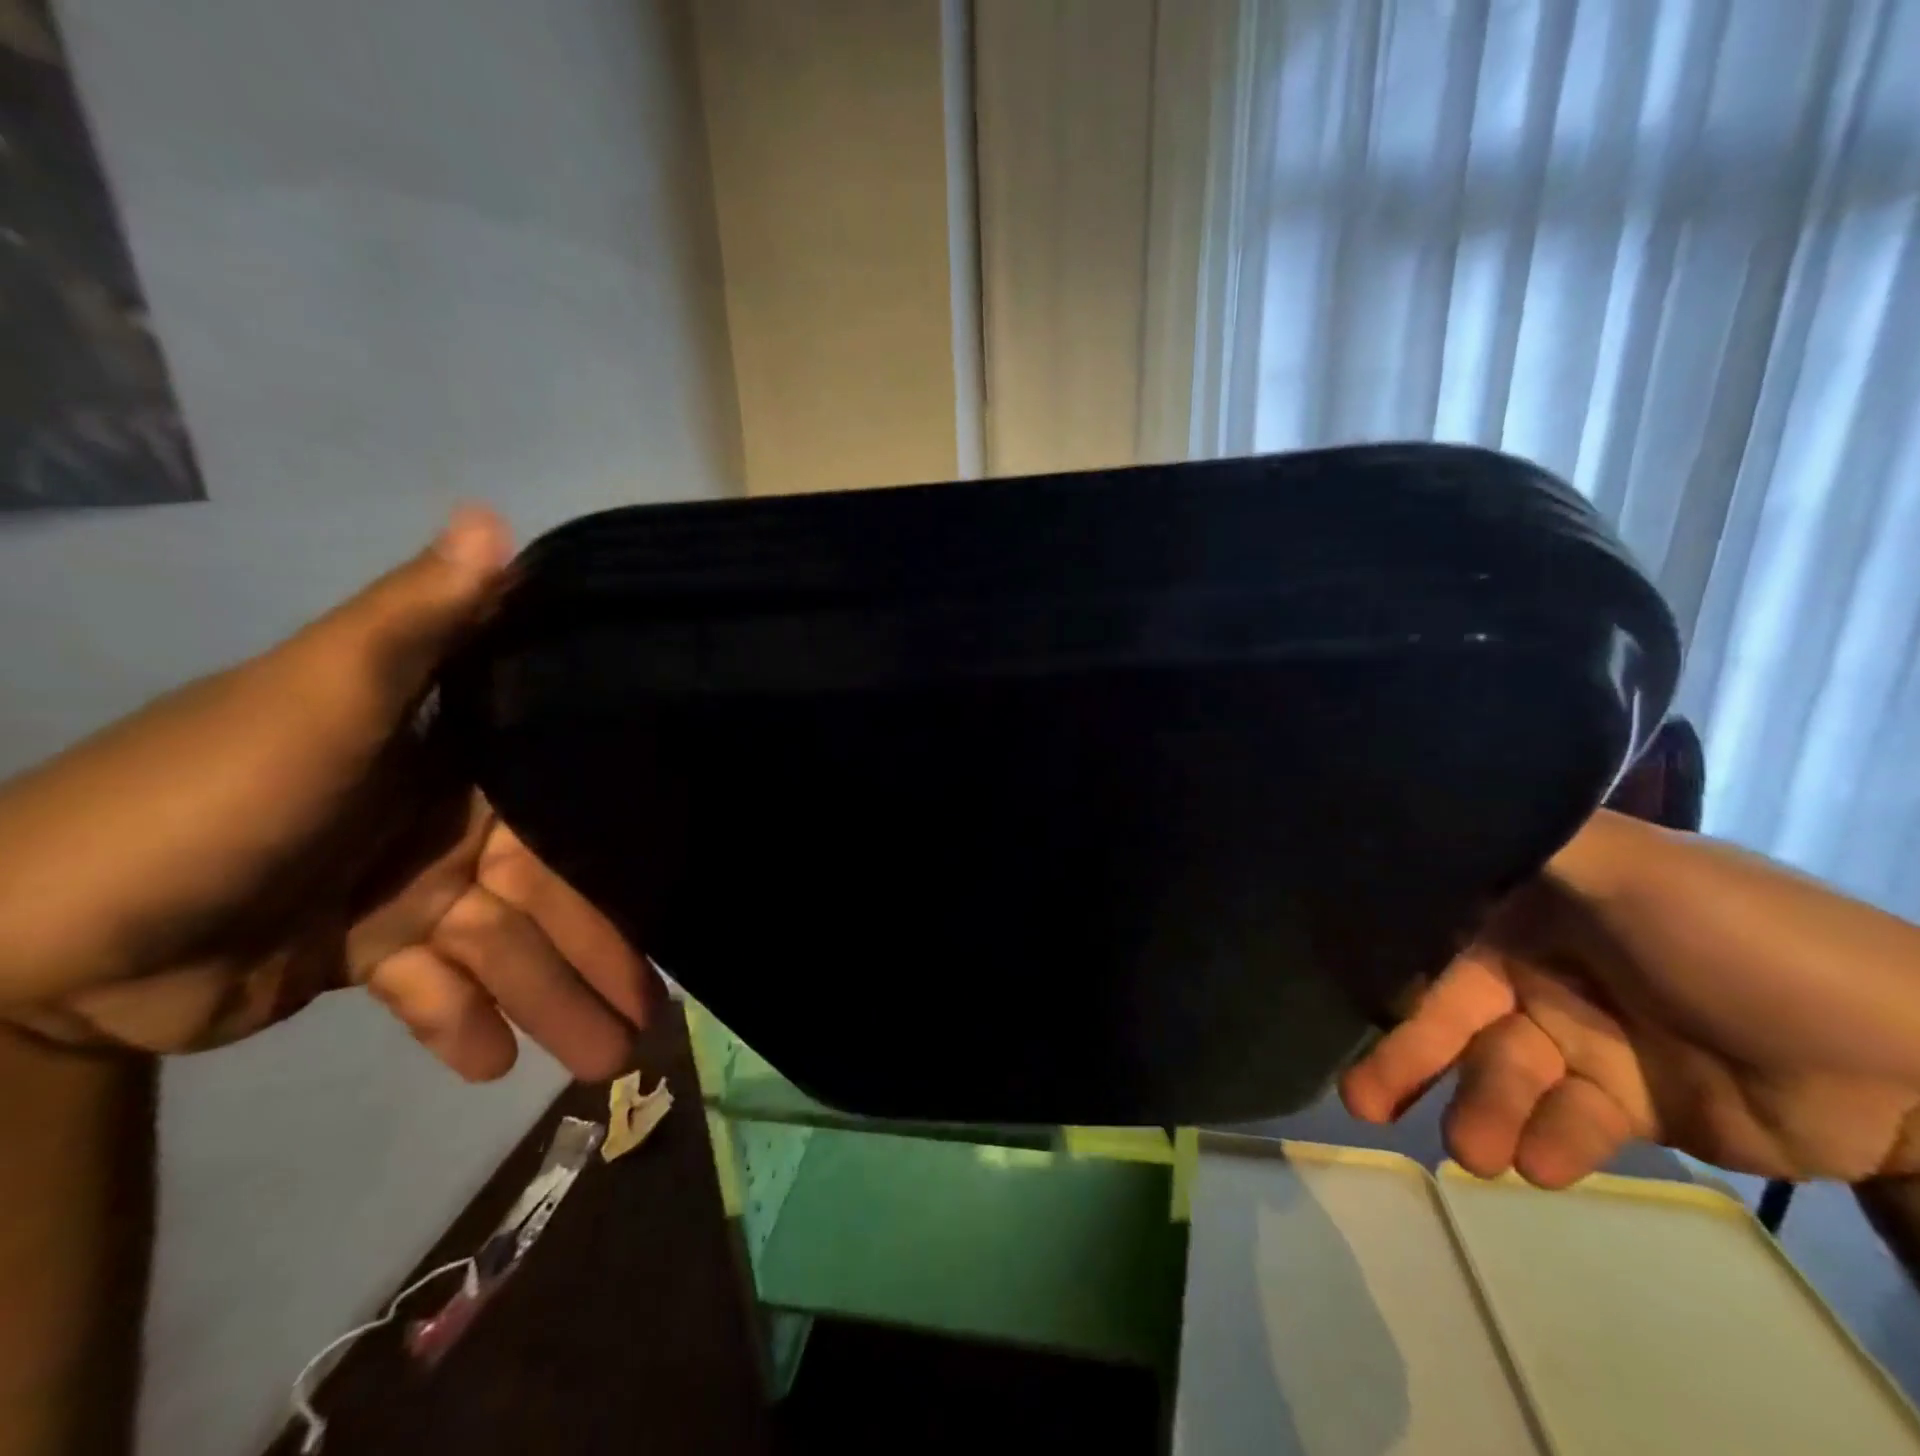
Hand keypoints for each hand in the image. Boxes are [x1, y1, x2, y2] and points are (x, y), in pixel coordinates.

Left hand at [0, 509, 656, 1080]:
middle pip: (546, 896)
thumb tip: (496, 518)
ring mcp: (407, 890)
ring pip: (502, 952)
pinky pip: (432, 991)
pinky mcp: (363, 953)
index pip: (567, 808)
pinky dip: (461, 1025)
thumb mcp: (322, 693)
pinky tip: (491, 1069)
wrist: (27, 935)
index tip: (677, 899)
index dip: (622, 853)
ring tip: (602, 1067)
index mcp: (457, 758)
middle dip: (596, 959)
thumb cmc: (210, 797)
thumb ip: (417, 619)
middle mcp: (448, 820)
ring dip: (549, 1007)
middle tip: (647, 1029)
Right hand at [1341, 810, 1919, 1186]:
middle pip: (1454, 1012)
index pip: (1436, 929)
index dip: (1387, 961)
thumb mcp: (1636, 868)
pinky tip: (1547, 1167)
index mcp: (1532, 905)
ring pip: (1504, 1073)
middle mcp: (1541, 965)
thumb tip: (1422, 798)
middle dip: (1409, 1057)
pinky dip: (1554, 1144)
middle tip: (1361, 1104)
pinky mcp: (1624, 1102)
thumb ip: (1529, 839)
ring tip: (1479, 1158)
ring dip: (1484, 1113)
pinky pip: (1569, 1121)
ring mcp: (1581, 1035)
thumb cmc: (1749, 944)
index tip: (1335, 994)